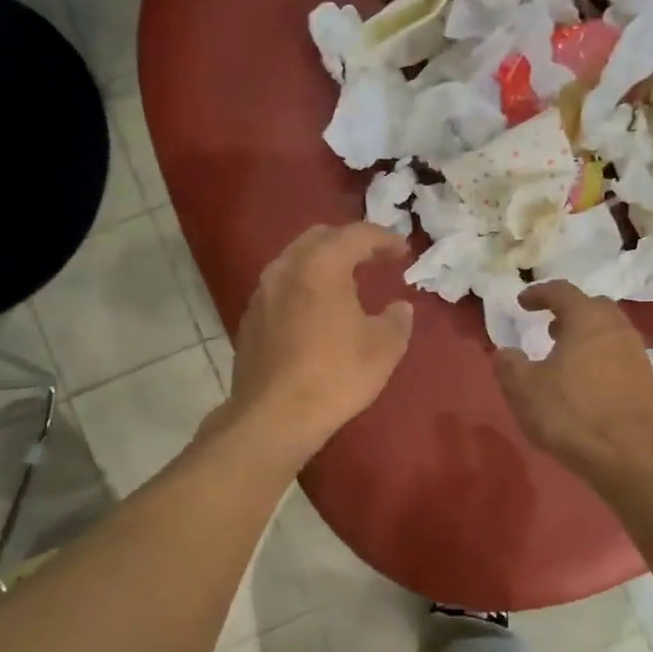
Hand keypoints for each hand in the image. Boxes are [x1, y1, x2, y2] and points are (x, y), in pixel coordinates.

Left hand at [226, 223, 414, 458]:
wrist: (274, 416)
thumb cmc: (335, 375)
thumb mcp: (383, 349)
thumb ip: (397, 320)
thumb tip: (400, 308)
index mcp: (321, 265)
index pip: (357, 235)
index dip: (384, 238)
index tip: (402, 251)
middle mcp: (286, 268)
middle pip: (319, 238)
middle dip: (348, 243)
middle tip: (373, 259)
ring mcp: (262, 293)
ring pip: (295, 262)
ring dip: (322, 265)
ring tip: (345, 285)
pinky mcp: (249, 319)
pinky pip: (281, 289)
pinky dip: (302, 288)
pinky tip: (315, 313)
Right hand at [494, 282, 652, 478]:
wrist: (628, 455)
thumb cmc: (571, 413)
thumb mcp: (523, 389)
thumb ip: (509, 365)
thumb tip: (505, 352)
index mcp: (587, 319)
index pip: (562, 291)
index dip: (539, 293)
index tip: (522, 302)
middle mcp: (617, 328)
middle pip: (592, 307)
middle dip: (568, 312)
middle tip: (547, 326)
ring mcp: (637, 354)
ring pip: (609, 332)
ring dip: (585, 336)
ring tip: (564, 355)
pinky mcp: (646, 381)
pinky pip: (618, 356)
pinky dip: (599, 358)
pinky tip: (584, 382)